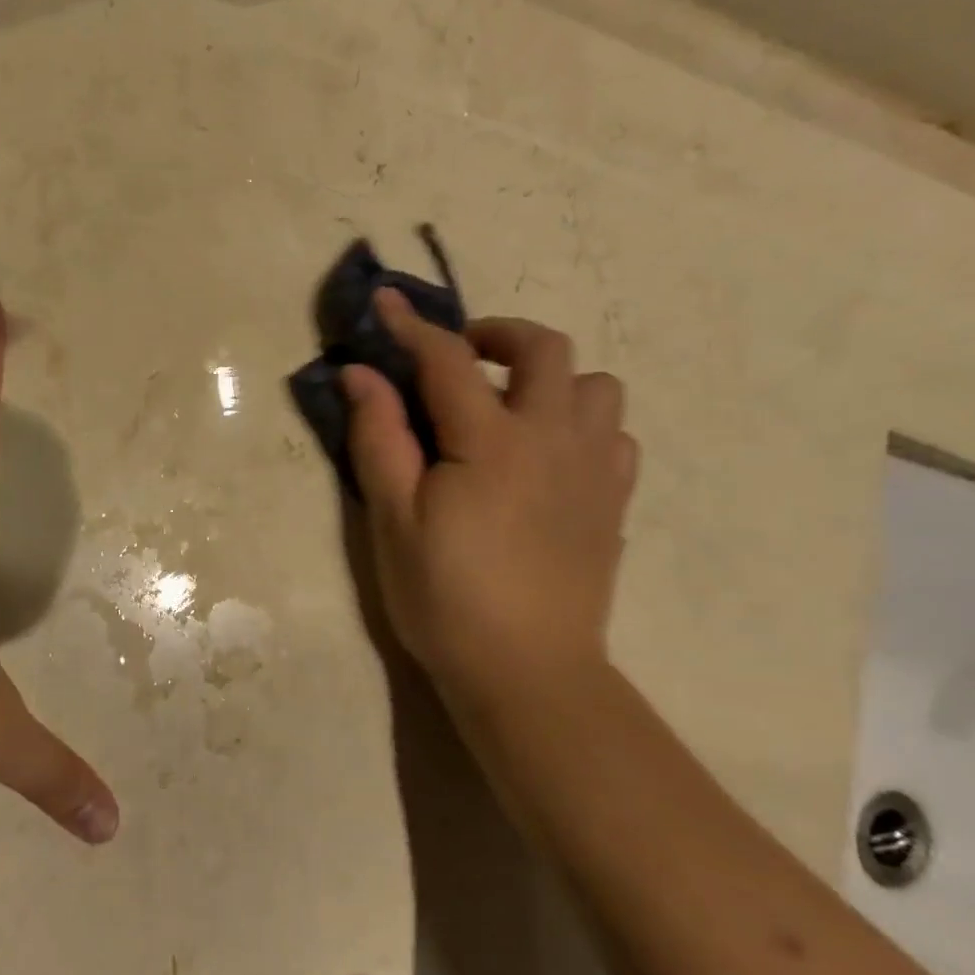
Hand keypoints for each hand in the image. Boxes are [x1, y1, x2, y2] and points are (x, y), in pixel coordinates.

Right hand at [342, 291, 639, 697]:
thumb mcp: (393, 519)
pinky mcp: (613, 502)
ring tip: (510, 409)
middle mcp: (553, 438)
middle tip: (460, 358)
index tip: (384, 303)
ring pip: (595, 384)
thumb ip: (379, 438)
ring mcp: (594, 469)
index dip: (411, 326)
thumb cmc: (445, 596)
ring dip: (550, 379)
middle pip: (546, 348)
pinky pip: (613, 433)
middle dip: (498, 334)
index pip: (447, 359)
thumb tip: (361, 373)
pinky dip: (581, 423)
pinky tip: (548, 455)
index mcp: (491, 442)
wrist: (527, 671)